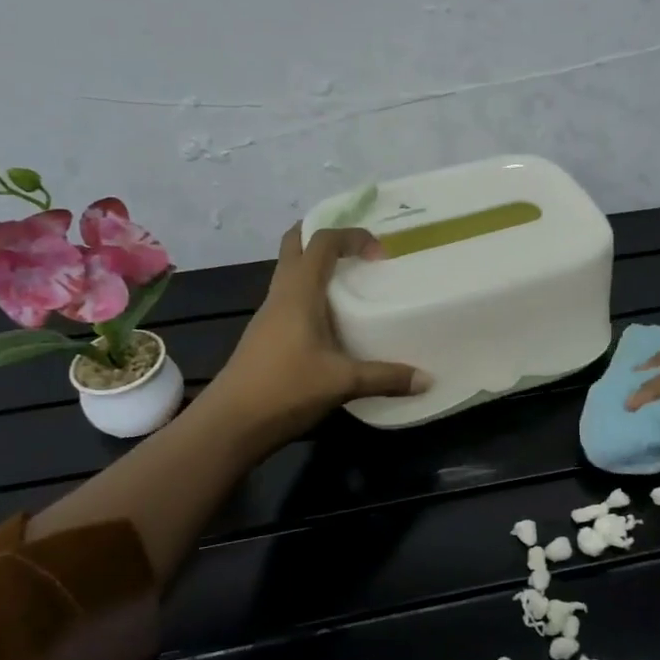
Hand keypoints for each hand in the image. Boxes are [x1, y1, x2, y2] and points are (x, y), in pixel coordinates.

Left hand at [200, 225, 427, 454]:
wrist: (231, 423)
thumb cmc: (286, 389)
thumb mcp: (343, 382)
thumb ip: (386, 377)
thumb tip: (427, 379)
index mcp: (298, 293)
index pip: (321, 242)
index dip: (351, 235)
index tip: (380, 253)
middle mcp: (280, 295)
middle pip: (294, 246)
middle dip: (323, 236)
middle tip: (356, 248)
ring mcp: (269, 316)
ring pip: (291, 273)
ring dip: (317, 267)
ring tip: (352, 282)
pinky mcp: (266, 336)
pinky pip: (291, 299)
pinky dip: (312, 295)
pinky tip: (333, 320)